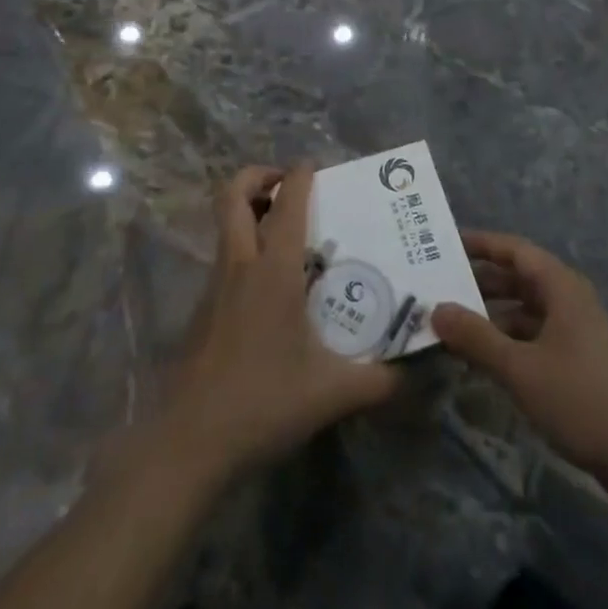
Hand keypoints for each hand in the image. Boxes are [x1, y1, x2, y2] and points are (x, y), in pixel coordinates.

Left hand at [160, 164, 400, 482]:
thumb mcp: (333, 393)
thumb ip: (380, 381)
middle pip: (231, 195)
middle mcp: (239, 266)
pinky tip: (270, 289)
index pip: (286, 204)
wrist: (189, 443)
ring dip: (248, 212)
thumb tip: (417, 374)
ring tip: (284, 232)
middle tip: (285, 184)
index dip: (299, 176)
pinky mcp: (201, 311)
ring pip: (224, 226)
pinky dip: (243, 250)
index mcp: (273, 270)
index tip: (314, 165)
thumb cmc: (263, 402)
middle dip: (256, 176)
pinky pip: (224, 260)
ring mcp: (214, 287)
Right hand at [432, 230, 607, 482]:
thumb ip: (476, 337)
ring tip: (451, 322)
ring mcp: (575, 330)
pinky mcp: (577, 358)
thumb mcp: (520, 368)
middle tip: (438, 285)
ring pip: (524, 308)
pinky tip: (481, 357)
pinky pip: (533, 334)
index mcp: (561, 287)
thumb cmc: (580, 400)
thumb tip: (436, 310)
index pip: (514, 250)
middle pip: (518, 277)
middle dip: (479, 281)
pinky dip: (507, 338)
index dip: (480, 244)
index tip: (444, 244)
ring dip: (490, 313)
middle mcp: (569, 299)